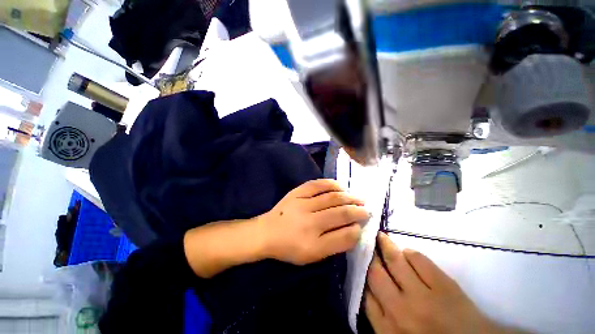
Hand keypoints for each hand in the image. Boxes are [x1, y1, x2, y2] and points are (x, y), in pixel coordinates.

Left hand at [260, 179, 368, 264]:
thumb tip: (354, 230)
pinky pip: (317, 185)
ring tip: (358, 198)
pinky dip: (331, 184)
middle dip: (358, 211)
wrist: (266, 233)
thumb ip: (334, 245)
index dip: (357, 229)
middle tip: (367, 209)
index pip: (344, 236)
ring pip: (331, 198)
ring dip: (348, 197)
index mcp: (313, 245)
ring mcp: (302, 204)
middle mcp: (309, 223)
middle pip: (340, 214)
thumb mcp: (312, 256)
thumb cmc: (290, 247)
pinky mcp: (296, 193)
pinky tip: (340, 187)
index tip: (364, 225)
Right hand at [365, 233, 520, 333]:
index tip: (360, 262)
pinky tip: (407, 253)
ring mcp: (423, 297)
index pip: (364, 294)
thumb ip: (379, 317)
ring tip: (380, 237)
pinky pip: (419, 259)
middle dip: (369, 256)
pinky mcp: (444, 286)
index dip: (361, 274)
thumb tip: (368, 288)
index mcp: (388, 329)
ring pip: (394, 261)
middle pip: (375, 273)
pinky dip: (409, 252)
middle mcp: (401, 311)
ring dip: (385, 245)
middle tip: (366, 243)